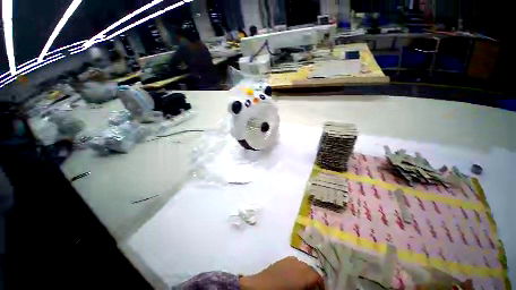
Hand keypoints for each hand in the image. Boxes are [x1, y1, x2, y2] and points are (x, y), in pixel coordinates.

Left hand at [240, 256, 324, 289]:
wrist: (260, 286)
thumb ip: (308, 289)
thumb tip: (313, 288)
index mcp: (303, 273)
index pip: (317, 277)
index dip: (321, 285)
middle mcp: (298, 263)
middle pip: (311, 270)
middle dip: (313, 279)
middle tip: (311, 289)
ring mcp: (290, 260)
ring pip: (303, 265)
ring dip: (305, 274)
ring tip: (303, 284)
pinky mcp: (283, 260)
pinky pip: (295, 263)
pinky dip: (298, 269)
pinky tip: (293, 278)